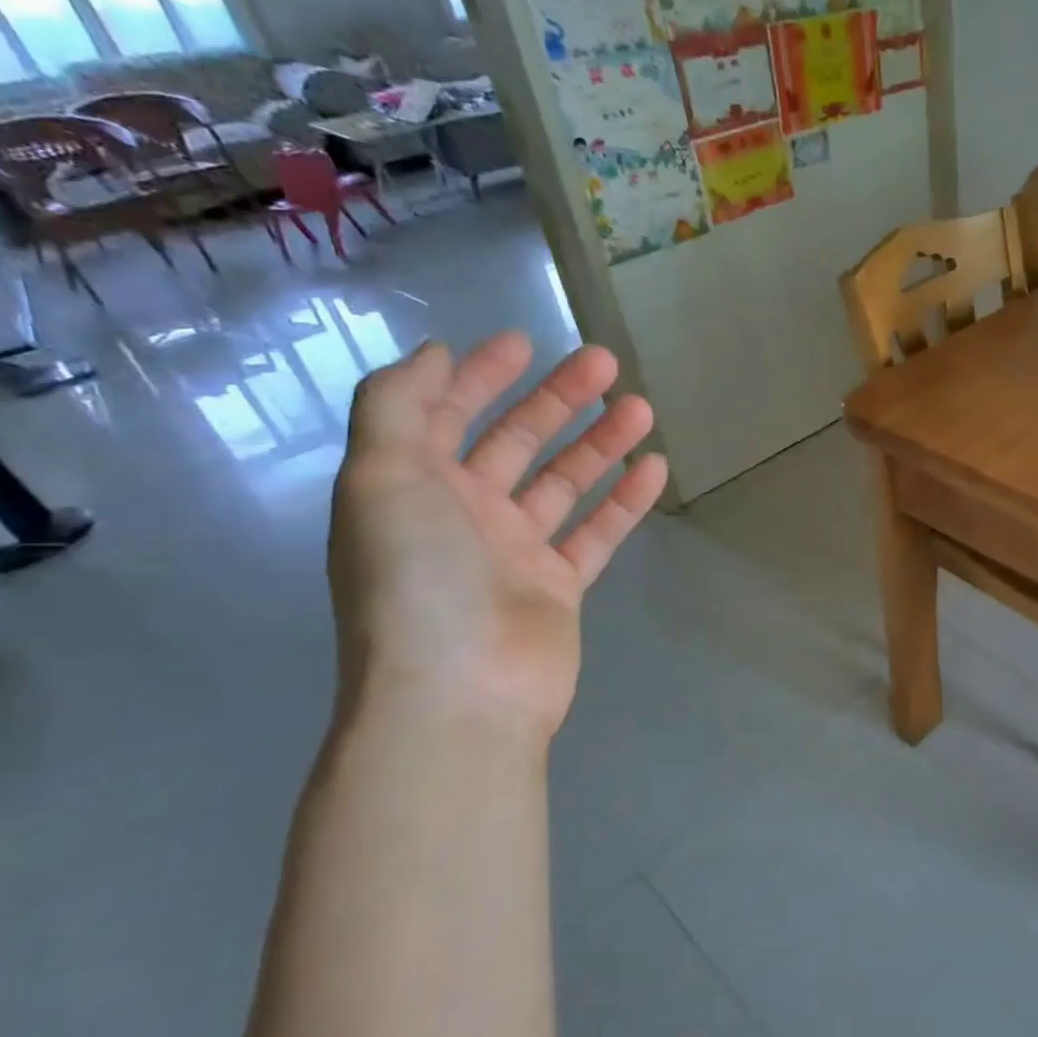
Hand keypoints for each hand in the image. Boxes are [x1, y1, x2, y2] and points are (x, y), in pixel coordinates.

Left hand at [327, 331, 667, 743]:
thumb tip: (434, 356)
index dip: (479, 375)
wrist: (461, 692)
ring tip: (641, 408)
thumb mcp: (382, 479)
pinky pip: (596, 531)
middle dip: (556, 399)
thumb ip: (397, 407)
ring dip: (600, 443)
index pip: (446, 415)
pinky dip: (625, 500)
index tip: (525, 343)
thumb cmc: (418, 579)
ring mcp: (514, 553)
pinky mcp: (559, 587)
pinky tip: (655, 467)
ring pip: (564, 483)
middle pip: (515, 442)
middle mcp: (462, 515)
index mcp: (411, 487)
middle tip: (605, 363)